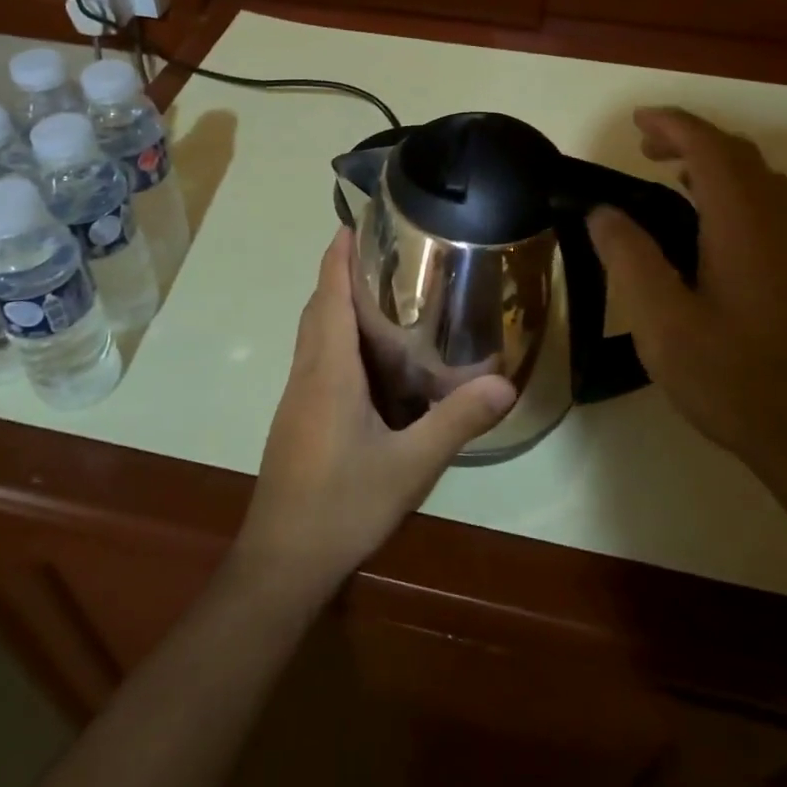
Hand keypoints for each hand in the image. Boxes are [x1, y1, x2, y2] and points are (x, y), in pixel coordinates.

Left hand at [236, 229, 516, 593]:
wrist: (281, 563)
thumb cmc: (340, 506)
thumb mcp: (408, 467)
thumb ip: (455, 423)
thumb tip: (505, 384)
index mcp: (328, 371)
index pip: (329, 296)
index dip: (337, 256)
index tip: (352, 223)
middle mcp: (307, 374)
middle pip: (317, 309)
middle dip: (339, 274)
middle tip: (383, 254)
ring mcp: (298, 399)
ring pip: (313, 336)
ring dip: (336, 306)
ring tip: (382, 297)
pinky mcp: (298, 420)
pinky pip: (316, 361)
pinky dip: (337, 339)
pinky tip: (370, 363)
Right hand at [588, 108, 786, 488]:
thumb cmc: (735, 380)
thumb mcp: (663, 323)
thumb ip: (629, 259)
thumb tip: (603, 213)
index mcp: (744, 226)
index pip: (711, 149)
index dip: (674, 125)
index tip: (637, 122)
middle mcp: (779, 225)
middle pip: (740, 156)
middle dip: (692, 139)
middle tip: (644, 150)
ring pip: (761, 179)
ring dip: (716, 163)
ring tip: (672, 179)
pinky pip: (770, 206)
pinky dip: (735, 191)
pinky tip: (708, 229)